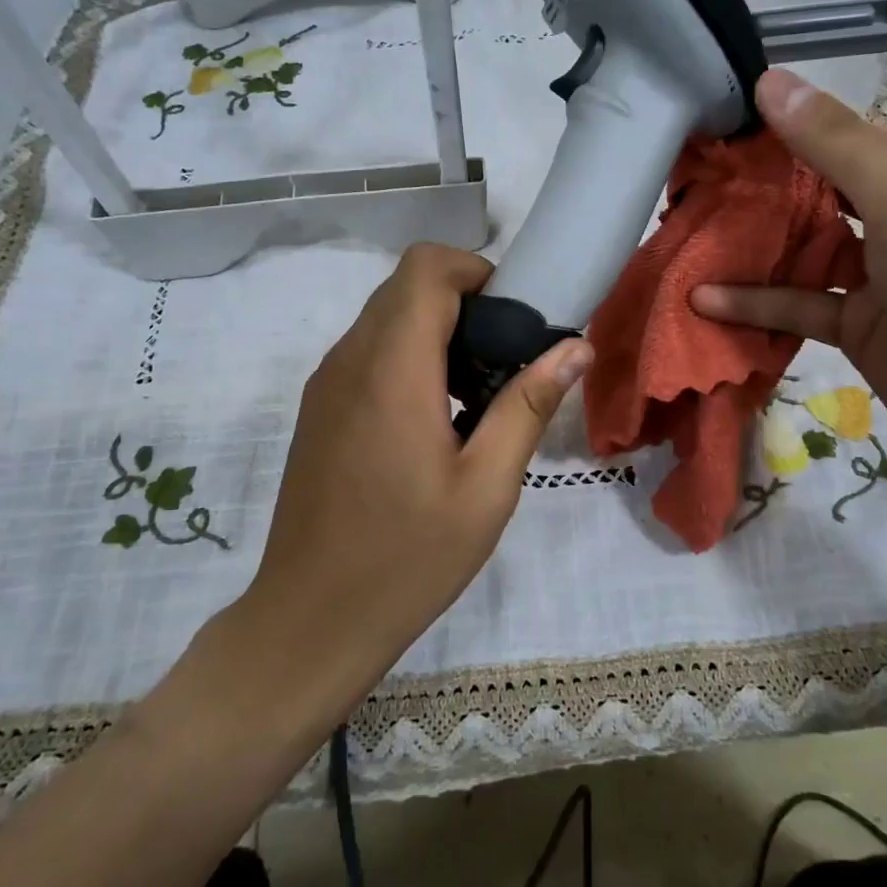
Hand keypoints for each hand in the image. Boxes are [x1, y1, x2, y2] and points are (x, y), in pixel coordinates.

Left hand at [235, 243, 591, 717]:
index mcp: (392, 368)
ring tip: (476, 394)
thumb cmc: (408, 558)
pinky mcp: (317, 409)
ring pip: (384, 318)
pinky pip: (366, 353)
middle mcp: (349, 360)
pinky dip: (407, 358)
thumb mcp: (486, 487)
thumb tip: (575, 346)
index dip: (475, 271)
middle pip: (405, 287)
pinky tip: (433, 421)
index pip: (425, 267)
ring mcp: (325, 384)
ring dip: (434, 332)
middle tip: (506, 360)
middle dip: (463, 302)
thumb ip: (528, 405)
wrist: (311, 619)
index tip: (513, 319)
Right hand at [692, 69, 886, 487]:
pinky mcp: (861, 324)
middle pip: (824, 192)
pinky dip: (757, 301)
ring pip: (807, 249)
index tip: (723, 134)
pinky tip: (704, 299)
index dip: (791, 132)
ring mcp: (885, 274)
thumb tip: (768, 80)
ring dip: (754, 247)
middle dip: (763, 192)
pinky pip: (802, 303)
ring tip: (689, 236)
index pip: (853, 136)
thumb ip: (834, 142)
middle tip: (694, 186)